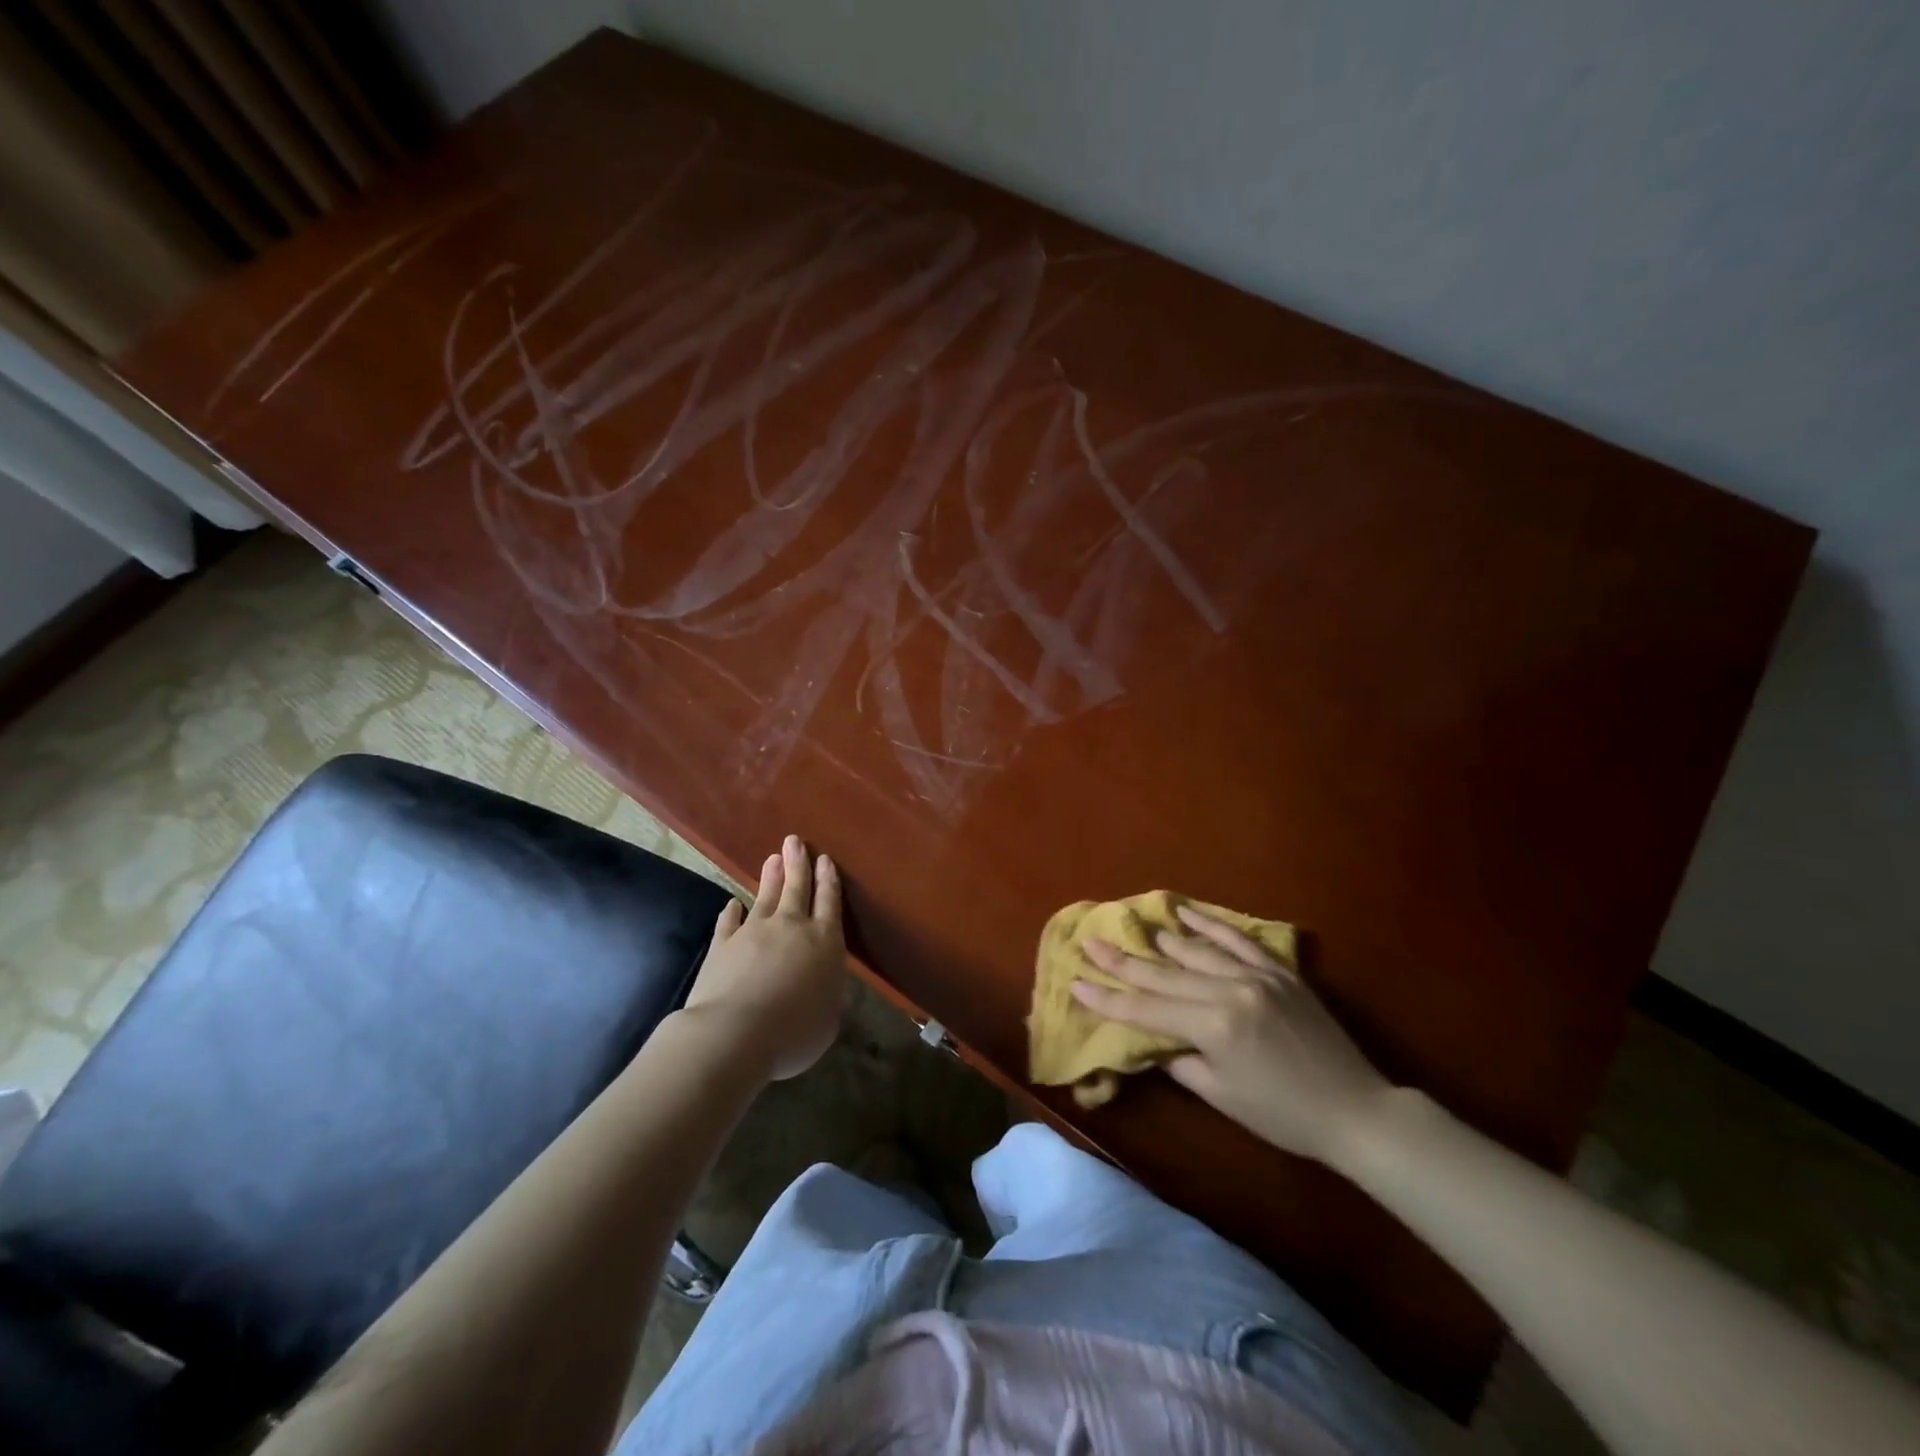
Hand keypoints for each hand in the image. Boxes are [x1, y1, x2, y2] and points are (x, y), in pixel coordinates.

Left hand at [682, 835, 845, 1080]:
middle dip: (798, 864)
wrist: (735, 1033)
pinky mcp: (723, 945)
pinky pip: (730, 922)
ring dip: (770, 877)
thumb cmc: (794, 1031)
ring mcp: (754, 932)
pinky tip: (733, 903)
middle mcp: (791, 928)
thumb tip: (823, 984)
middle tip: (795, 841)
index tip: (825, 860)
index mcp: (824, 942)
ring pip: (765, 896)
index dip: (828, 880)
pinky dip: (732, 912)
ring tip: (773, 858)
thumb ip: (827, 994)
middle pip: (797, 888)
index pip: (829, 903)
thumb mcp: (828, 1019)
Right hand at [1072, 905, 1392, 1166]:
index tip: (1076, 983)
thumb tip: (1152, 1038)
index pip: (1146, 1010)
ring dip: (1160, 938)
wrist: (1356, 1109)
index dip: (1108, 999)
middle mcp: (1230, 990)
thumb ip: (1180, 1060)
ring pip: (1196, 949)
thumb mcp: (1221, 1094)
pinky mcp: (1278, 970)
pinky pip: (1237, 938)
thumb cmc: (1283, 1115)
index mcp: (1213, 1026)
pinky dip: (1209, 924)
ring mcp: (1256, 974)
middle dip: (1122, 960)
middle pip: (1164, 973)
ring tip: (1132, 925)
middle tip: (1091, 942)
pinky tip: (1186, 911)